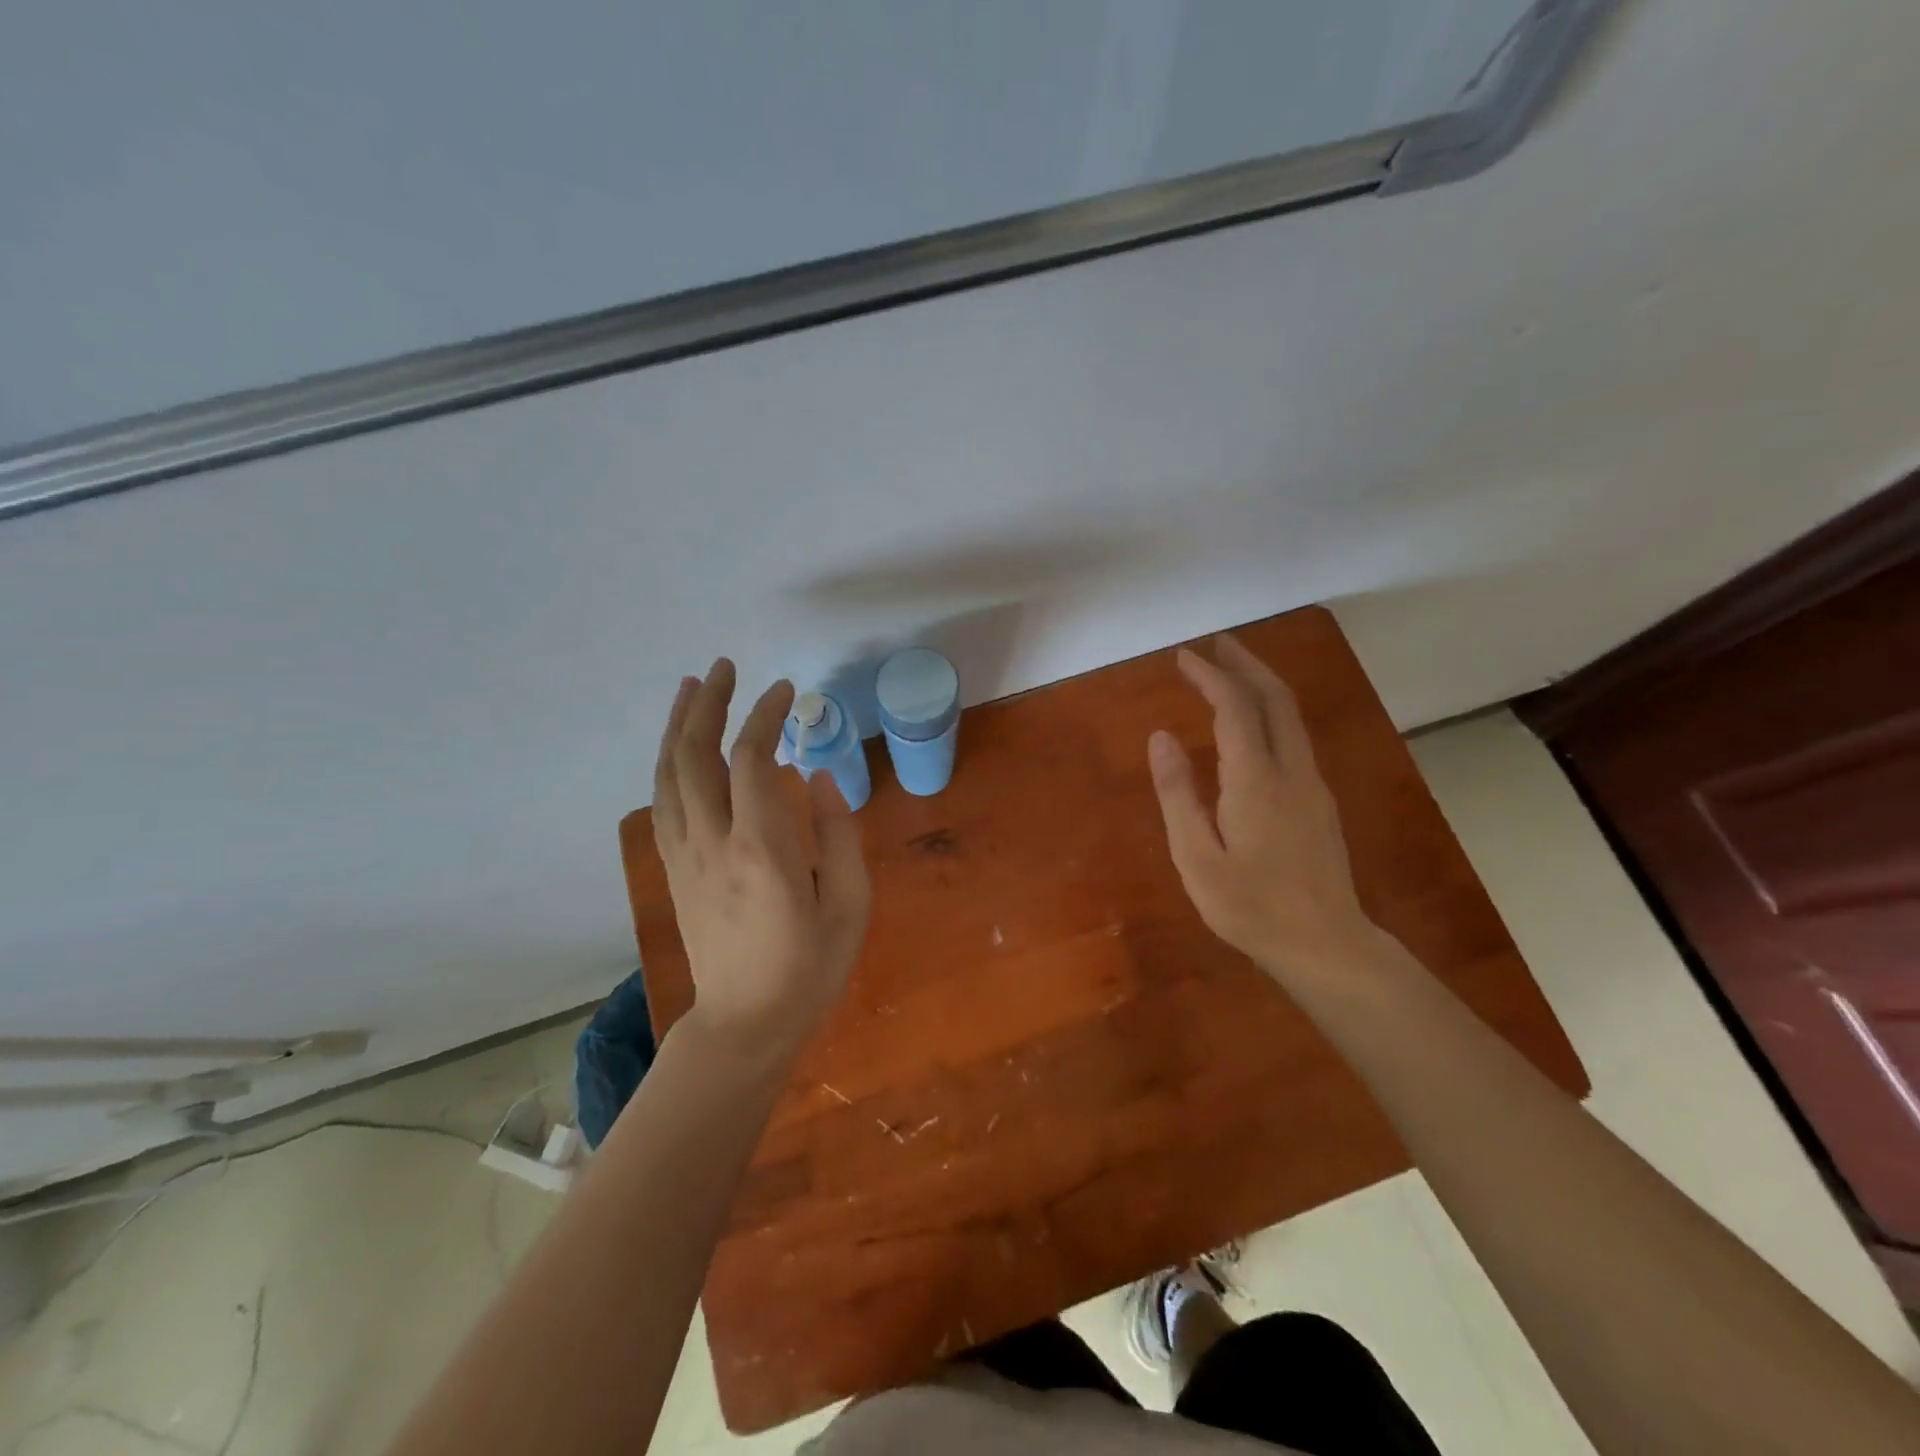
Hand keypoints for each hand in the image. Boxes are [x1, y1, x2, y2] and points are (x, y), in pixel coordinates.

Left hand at [652, 659, 871, 1061]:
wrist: (746, 1023)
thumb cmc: (809, 967)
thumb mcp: (849, 906)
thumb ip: (839, 835)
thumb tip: (819, 777)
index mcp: (762, 850)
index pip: (751, 760)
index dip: (765, 715)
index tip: (786, 691)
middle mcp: (713, 843)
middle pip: (696, 756)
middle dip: (708, 703)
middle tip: (723, 667)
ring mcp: (685, 856)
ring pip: (669, 775)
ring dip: (679, 725)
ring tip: (690, 687)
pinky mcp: (674, 870)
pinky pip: (662, 803)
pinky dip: (667, 763)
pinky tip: (677, 746)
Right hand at [1148, 634, 1380, 982]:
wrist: (1325, 944)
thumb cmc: (1250, 906)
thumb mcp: (1196, 855)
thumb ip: (1178, 793)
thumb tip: (1160, 736)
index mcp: (1255, 779)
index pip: (1235, 707)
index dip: (1210, 676)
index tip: (1184, 656)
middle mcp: (1291, 770)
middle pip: (1275, 699)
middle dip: (1246, 664)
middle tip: (1217, 643)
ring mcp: (1312, 785)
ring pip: (1291, 717)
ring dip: (1262, 685)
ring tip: (1232, 671)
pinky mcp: (1319, 802)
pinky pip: (1295, 738)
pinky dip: (1271, 712)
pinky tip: (1254, 724)